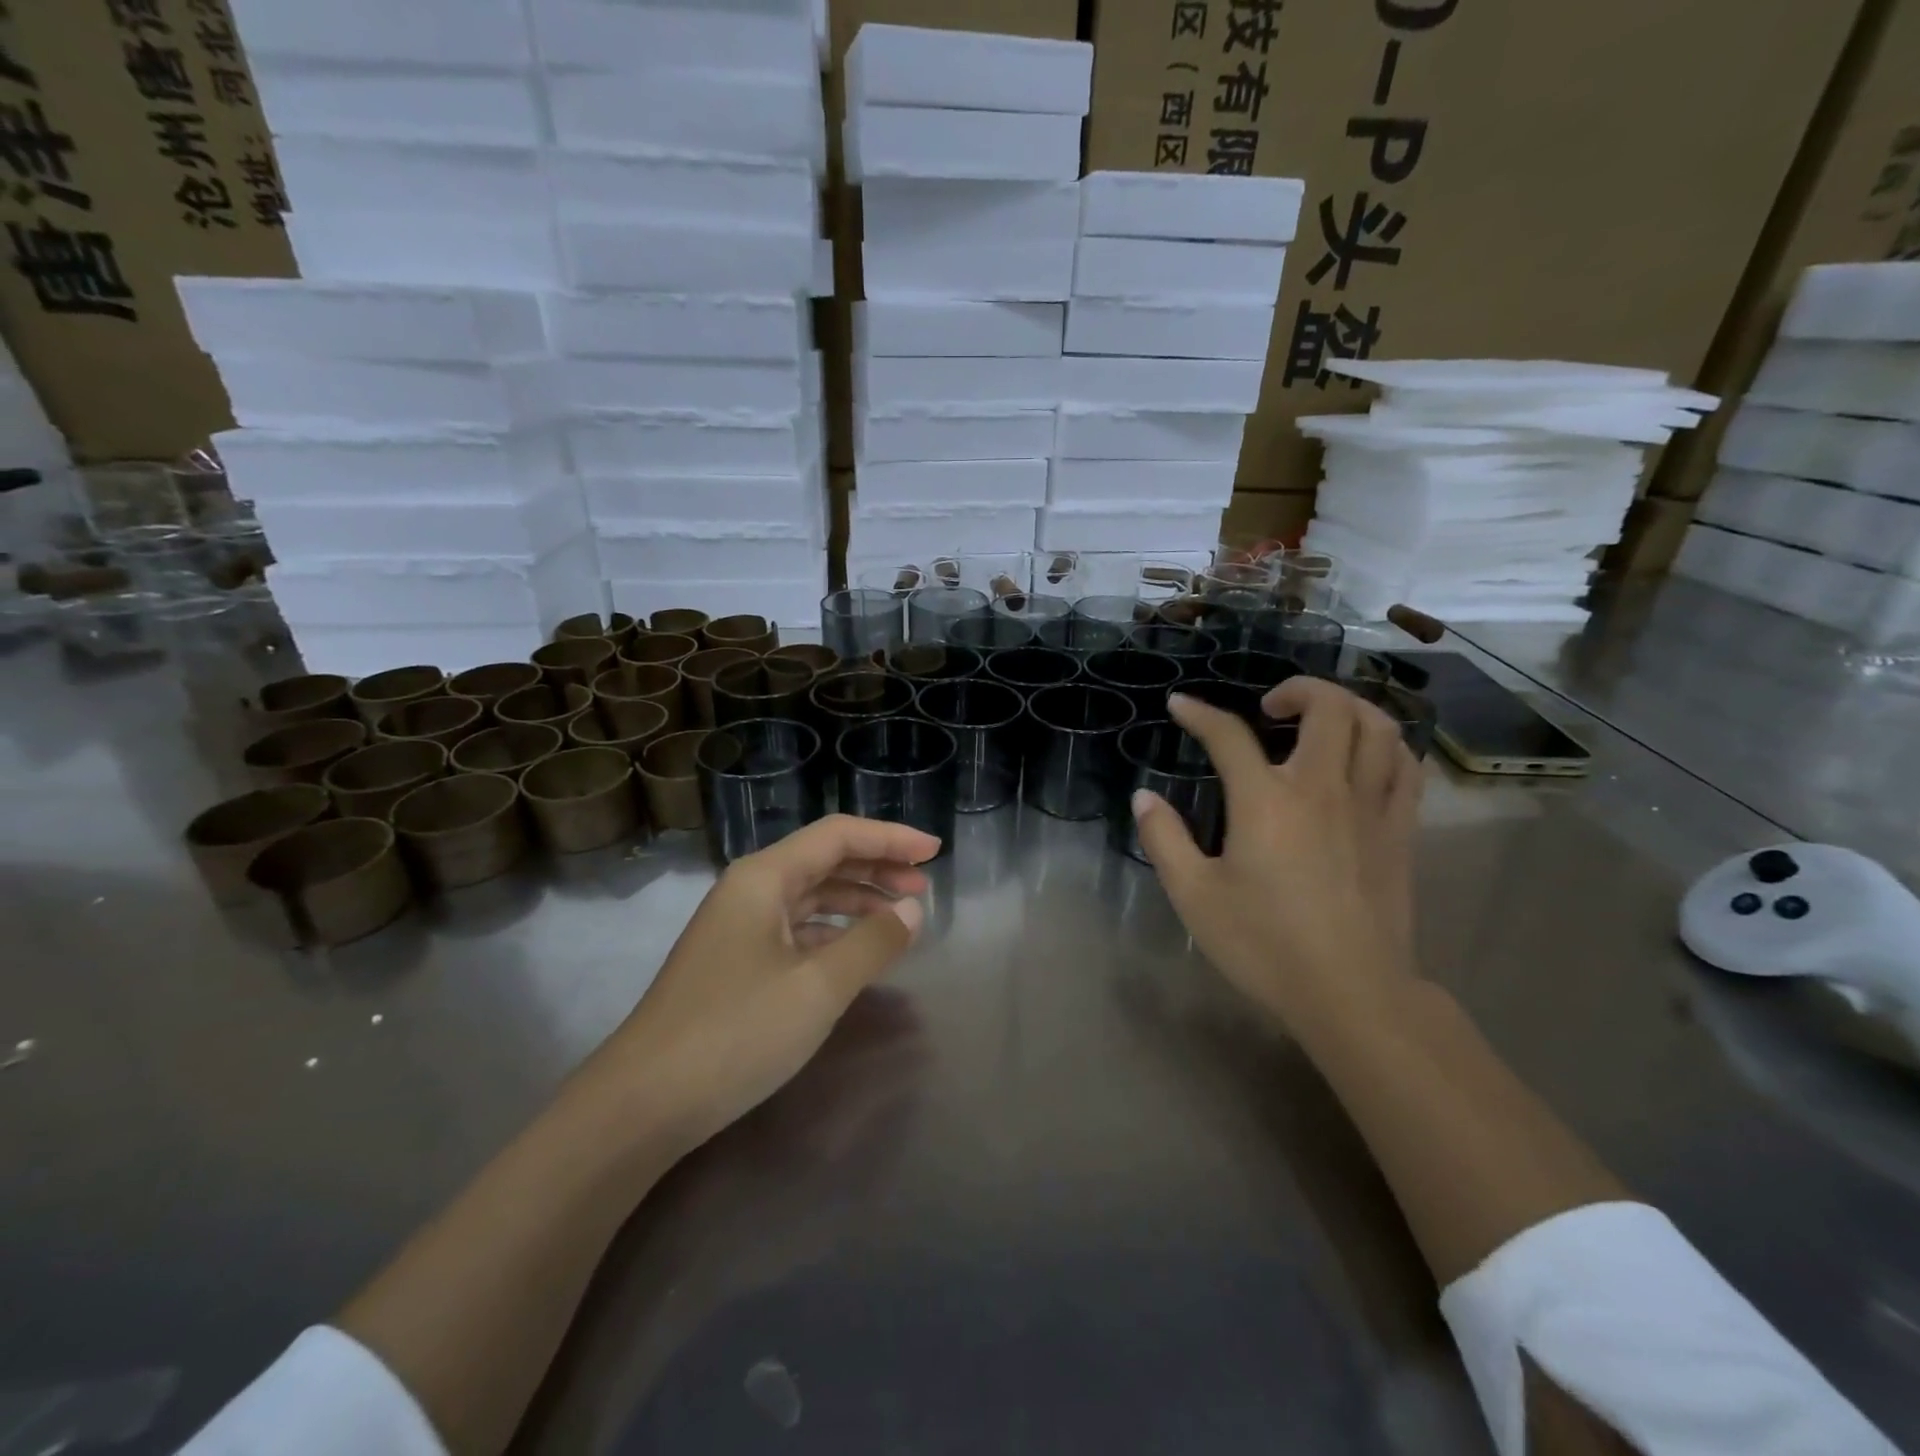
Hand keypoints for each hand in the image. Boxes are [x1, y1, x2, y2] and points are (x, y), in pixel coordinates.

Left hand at [578, 815, 937, 1161]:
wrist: (641, 1105)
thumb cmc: (735, 1033)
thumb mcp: (818, 988)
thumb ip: (872, 943)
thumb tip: (912, 909)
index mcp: (763, 878)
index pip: (838, 836)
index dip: (890, 838)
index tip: (935, 852)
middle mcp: (749, 890)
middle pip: (824, 860)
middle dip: (877, 867)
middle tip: (924, 887)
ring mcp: (738, 927)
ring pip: (810, 896)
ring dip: (857, 900)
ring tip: (900, 918)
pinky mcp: (735, 963)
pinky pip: (796, 929)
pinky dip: (833, 932)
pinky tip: (856, 952)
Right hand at [1131, 679, 1422, 1029]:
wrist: (1351, 993)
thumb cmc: (1264, 945)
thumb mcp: (1194, 895)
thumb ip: (1164, 839)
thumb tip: (1143, 797)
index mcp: (1265, 801)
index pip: (1229, 735)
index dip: (1199, 714)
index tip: (1181, 706)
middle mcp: (1322, 788)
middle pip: (1326, 707)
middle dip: (1296, 690)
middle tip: (1269, 709)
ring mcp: (1369, 806)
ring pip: (1377, 726)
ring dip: (1347, 707)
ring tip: (1321, 721)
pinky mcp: (1400, 830)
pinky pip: (1405, 766)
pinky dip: (1386, 744)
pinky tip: (1366, 756)